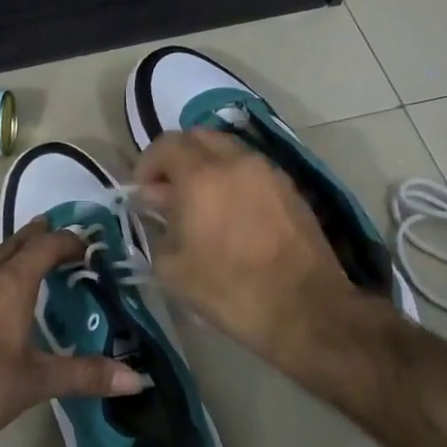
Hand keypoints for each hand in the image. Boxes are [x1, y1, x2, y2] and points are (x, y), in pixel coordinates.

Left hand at [0, 219, 147, 446]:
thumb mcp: (37, 382)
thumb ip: (85, 375)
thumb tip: (136, 380)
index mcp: (8, 284)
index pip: (44, 247)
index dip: (67, 240)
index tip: (85, 243)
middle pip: (12, 245)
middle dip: (35, 237)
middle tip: (54, 230)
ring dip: (9, 257)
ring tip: (24, 264)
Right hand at [133, 128, 356, 369]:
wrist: (305, 309)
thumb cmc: (230, 290)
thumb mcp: (173, 269)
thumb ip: (159, 228)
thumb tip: (162, 208)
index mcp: (202, 176)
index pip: (166, 145)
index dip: (147, 164)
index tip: (142, 190)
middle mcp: (236, 162)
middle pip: (199, 137)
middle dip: (177, 157)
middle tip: (168, 190)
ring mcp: (268, 172)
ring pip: (228, 150)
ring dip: (207, 165)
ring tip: (201, 201)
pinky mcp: (290, 188)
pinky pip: (252, 169)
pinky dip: (234, 178)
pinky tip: (231, 211)